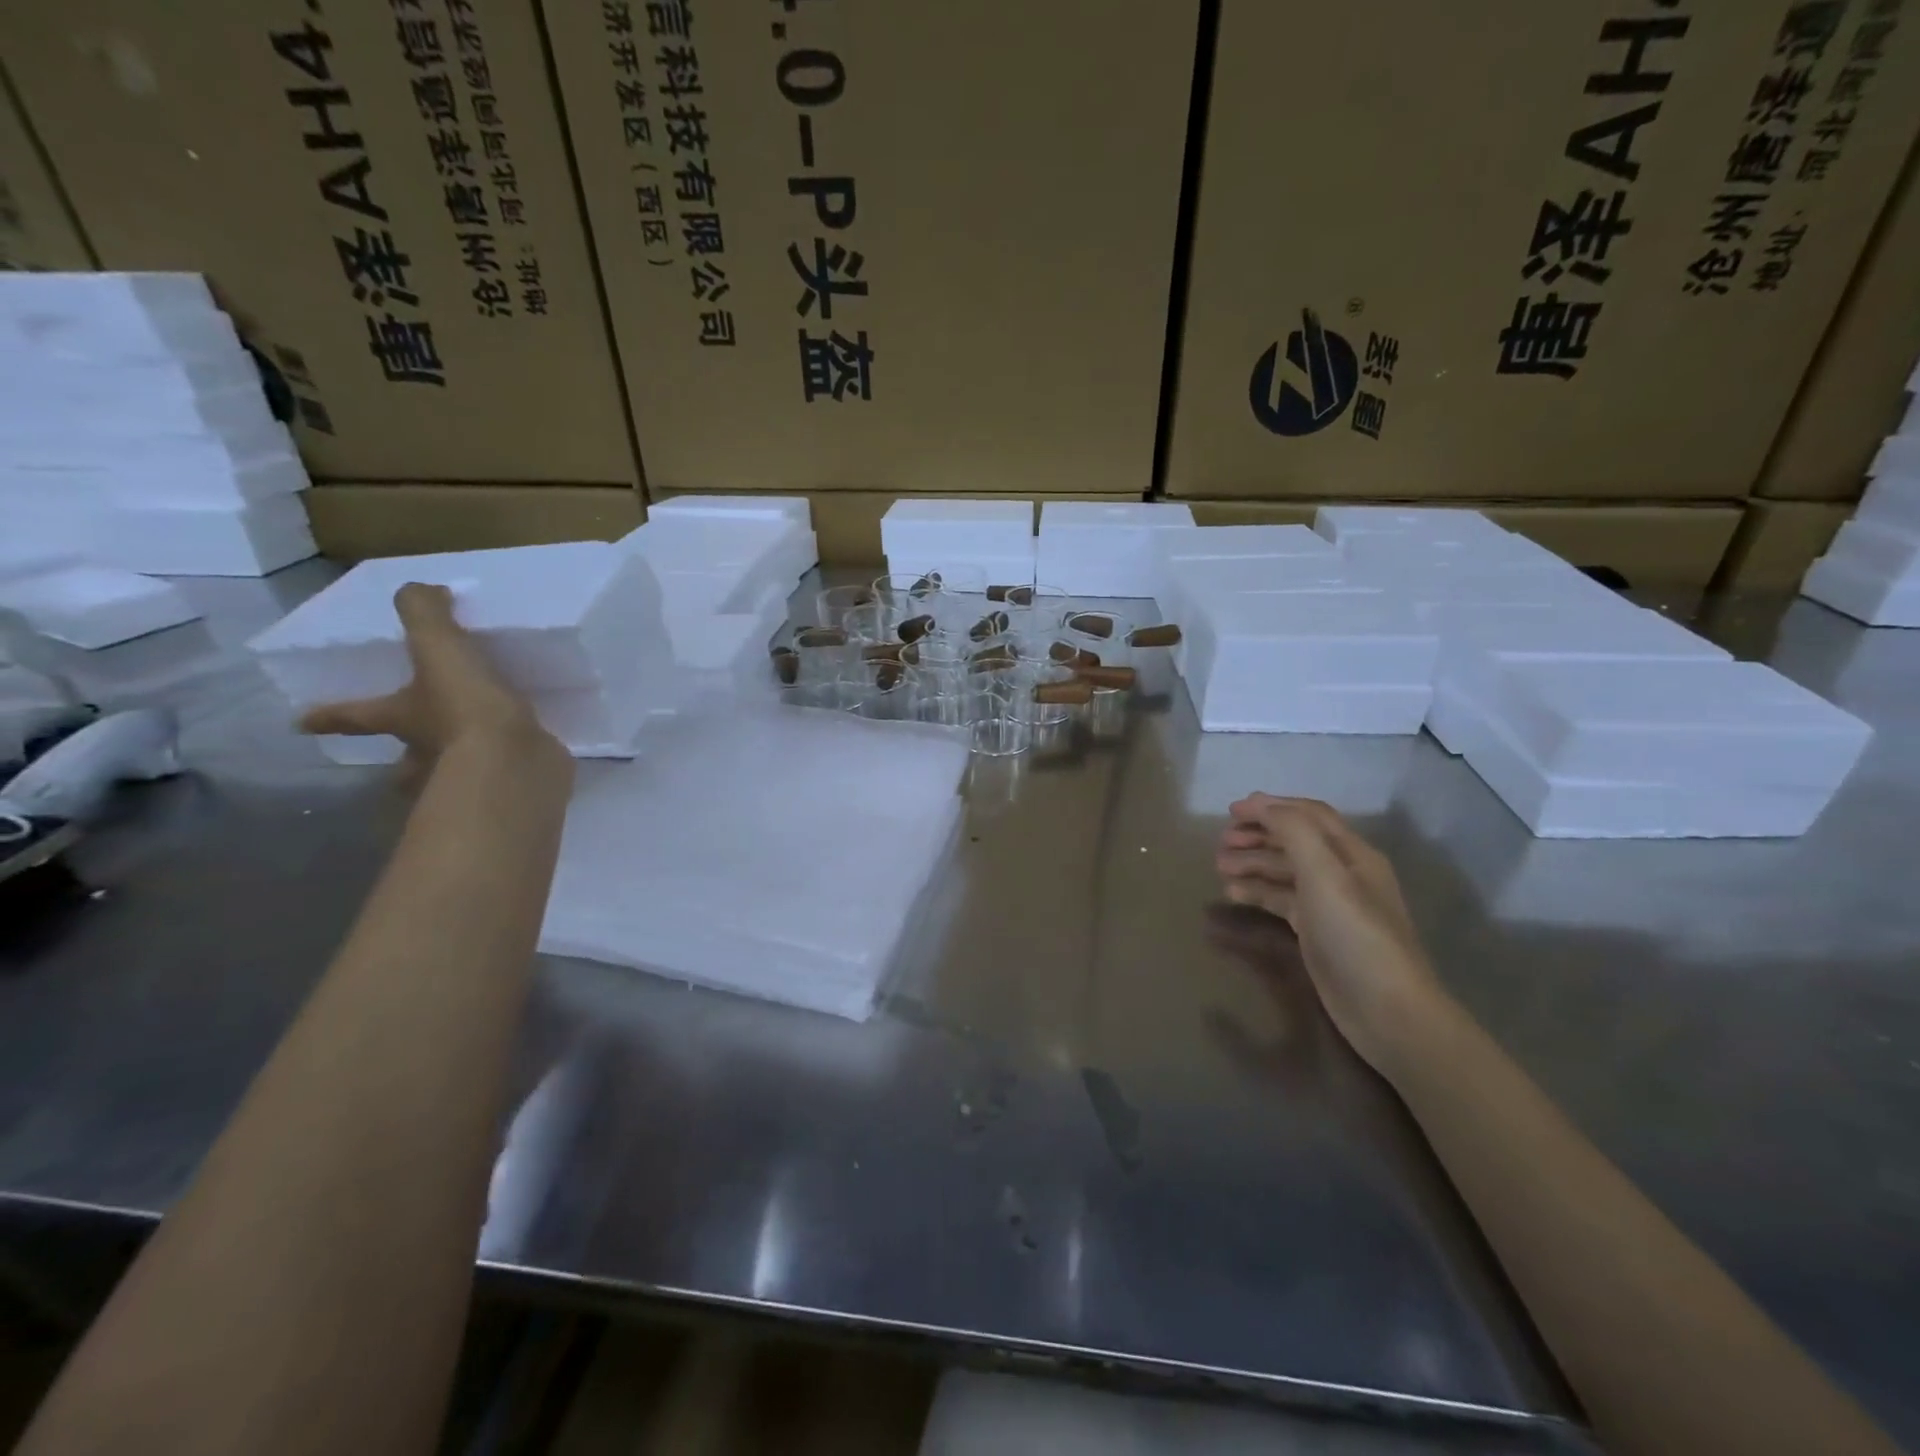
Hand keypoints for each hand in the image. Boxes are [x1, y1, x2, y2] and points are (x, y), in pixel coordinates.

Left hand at [298, 584, 564, 773]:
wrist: (513, 761)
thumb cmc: (465, 708)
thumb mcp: (440, 649)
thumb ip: (425, 615)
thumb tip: (418, 589)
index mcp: (400, 718)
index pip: (354, 715)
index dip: (329, 715)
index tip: (303, 723)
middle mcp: (423, 753)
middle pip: (401, 760)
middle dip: (401, 758)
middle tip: (408, 752)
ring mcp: (462, 776)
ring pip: (447, 774)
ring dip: (453, 767)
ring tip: (474, 755)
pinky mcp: (504, 784)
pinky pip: (498, 774)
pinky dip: (505, 768)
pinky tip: (520, 757)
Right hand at [1215, 795, 1445, 1076]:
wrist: (1387, 1011)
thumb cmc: (1355, 935)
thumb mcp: (1325, 875)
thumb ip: (1293, 833)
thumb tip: (1261, 805)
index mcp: (1352, 853)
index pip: (1308, 815)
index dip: (1270, 806)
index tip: (1230, 810)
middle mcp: (1343, 873)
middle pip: (1295, 841)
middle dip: (1257, 835)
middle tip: (1221, 842)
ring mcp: (1330, 904)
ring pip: (1285, 871)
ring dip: (1253, 863)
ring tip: (1219, 867)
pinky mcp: (1317, 932)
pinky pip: (1282, 900)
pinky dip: (1258, 891)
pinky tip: (1234, 893)